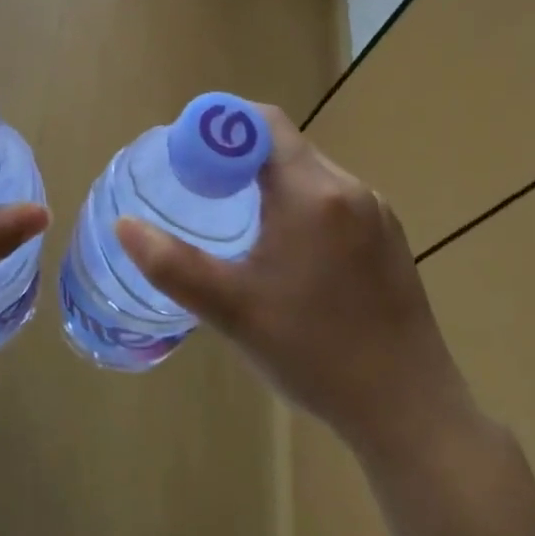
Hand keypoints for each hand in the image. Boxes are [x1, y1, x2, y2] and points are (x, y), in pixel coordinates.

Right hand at [116, 106, 472, 459]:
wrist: (410, 412)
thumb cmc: (316, 354)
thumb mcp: (233, 310)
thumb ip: (172, 265)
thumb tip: (124, 225)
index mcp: (313, 193)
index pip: (262, 123)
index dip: (219, 126)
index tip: (186, 155)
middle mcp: (350, 189)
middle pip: (284, 145)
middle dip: (237, 155)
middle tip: (200, 188)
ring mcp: (377, 213)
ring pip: (310, 172)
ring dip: (269, 179)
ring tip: (236, 218)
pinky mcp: (390, 238)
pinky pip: (333, 198)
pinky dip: (298, 202)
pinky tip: (284, 249)